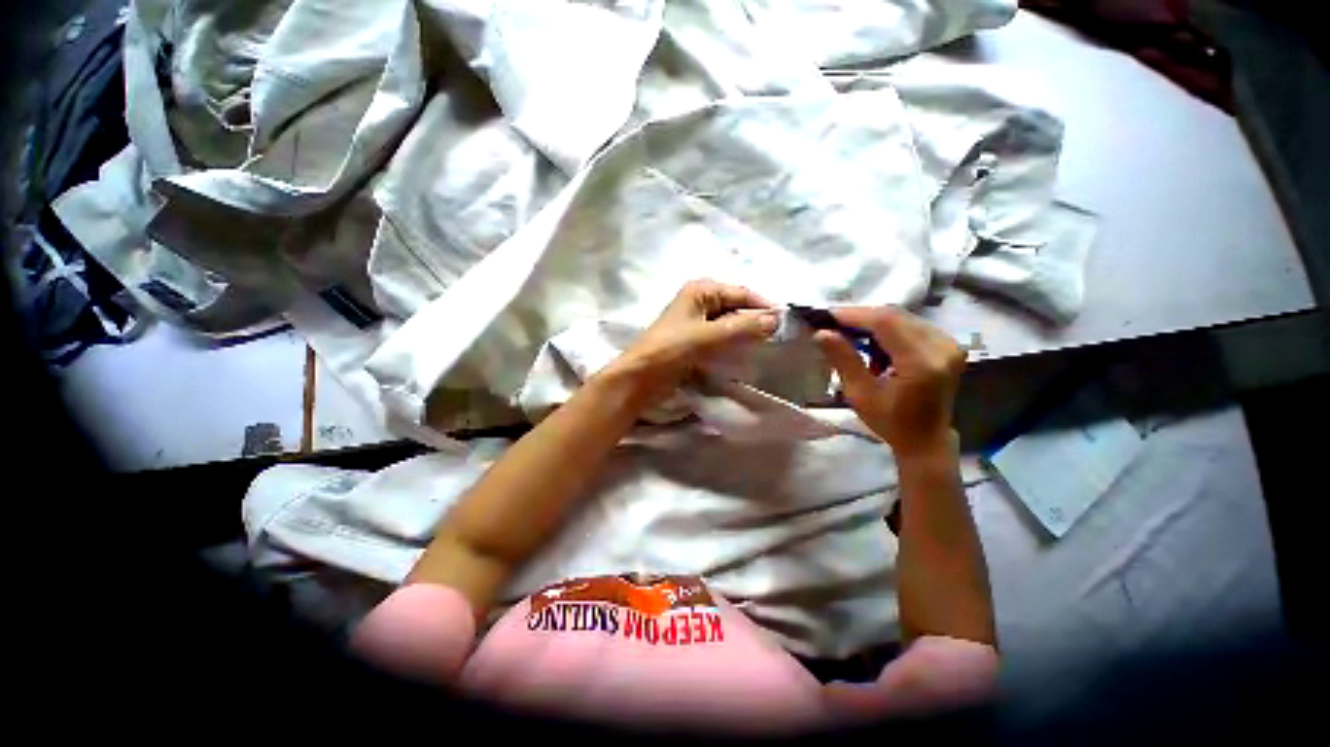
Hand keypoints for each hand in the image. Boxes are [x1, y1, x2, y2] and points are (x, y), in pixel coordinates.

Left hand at [604, 280, 777, 405]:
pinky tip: (748, 354)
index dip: (763, 306)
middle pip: (737, 307)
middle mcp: (700, 301)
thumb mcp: (707, 336)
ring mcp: (697, 322)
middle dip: (756, 321)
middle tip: (780, 338)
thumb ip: (742, 327)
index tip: (786, 323)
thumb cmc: (670, 350)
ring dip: (746, 334)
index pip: (741, 293)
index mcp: (701, 291)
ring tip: (769, 347)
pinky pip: (722, 338)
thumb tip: (776, 319)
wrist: (641, 378)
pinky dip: (735, 344)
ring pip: (730, 324)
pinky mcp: (695, 341)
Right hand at [815, 306, 964, 456]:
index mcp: (921, 363)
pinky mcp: (948, 345)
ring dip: (873, 324)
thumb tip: (821, 332)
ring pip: (903, 318)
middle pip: (895, 316)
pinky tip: (875, 347)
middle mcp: (941, 347)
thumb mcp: (860, 393)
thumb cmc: (890, 421)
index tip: (826, 316)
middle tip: (833, 324)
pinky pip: (912, 325)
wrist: (926, 439)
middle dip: (860, 317)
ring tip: (852, 338)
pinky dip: (888, 331)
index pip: (886, 322)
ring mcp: (949, 344)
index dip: (854, 315)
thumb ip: (843, 359)